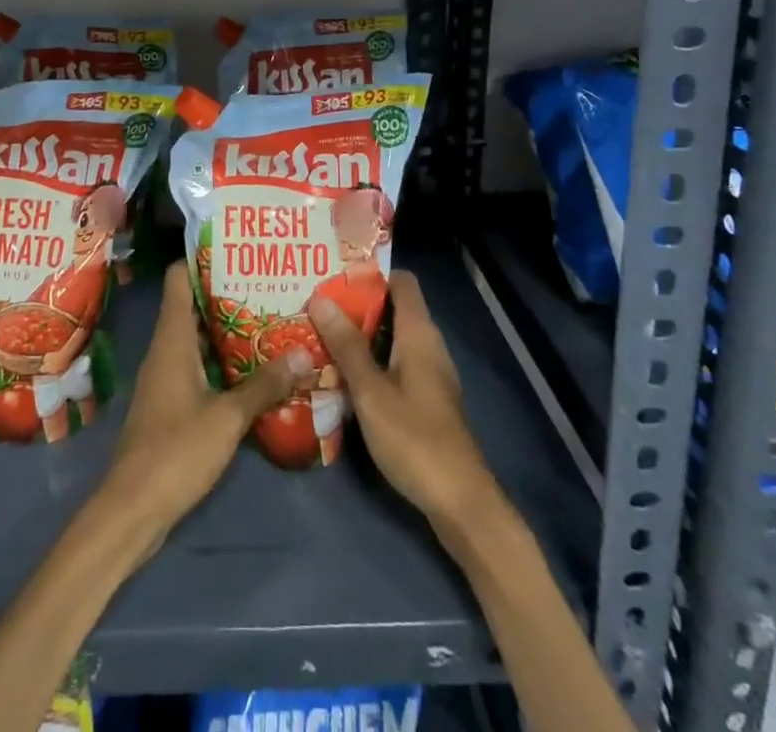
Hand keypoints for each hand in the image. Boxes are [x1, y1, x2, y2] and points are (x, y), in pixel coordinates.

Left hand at [99, 262, 308, 553]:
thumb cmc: (175, 452)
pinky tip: (254, 365)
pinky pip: (198, 364)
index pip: (178, 278)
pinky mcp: (171, 402)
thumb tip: (304, 352)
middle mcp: (165, 348)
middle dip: (227, 290)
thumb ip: (264, 384)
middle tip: (268, 280)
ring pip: (197, 336)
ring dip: (227, 326)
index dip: (202, 257)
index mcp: (171, 338)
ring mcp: (166, 376)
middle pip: (192, 304)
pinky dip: (222, 358)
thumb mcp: (227, 417)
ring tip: (270, 315)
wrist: (132, 509)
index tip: (238, 247)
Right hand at [309, 269, 496, 525]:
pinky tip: (341, 373)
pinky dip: (371, 360)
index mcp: (419, 334)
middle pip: (393, 308)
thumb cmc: (415, 439)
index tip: (332, 275)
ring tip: (319, 333)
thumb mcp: (371, 391)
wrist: (460, 503)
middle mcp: (428, 345)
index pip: (401, 281)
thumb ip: (346, 345)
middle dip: (355, 304)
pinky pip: (395, 362)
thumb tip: (319, 298)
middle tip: (314, 304)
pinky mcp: (426, 398)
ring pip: (391, 338)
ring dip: (359, 335)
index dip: (370, 273)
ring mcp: (429, 373)